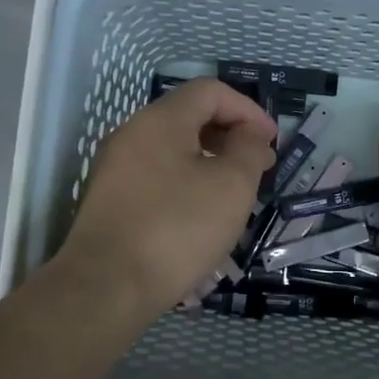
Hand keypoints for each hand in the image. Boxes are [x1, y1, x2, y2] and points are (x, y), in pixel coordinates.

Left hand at [59, 78, 275, 315]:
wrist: (106, 287)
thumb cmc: (177, 228)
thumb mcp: (232, 185)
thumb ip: (249, 149)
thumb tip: (249, 135)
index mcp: (160, 120)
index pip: (210, 91)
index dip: (248, 110)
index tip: (271, 143)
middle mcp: (132, 134)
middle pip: (189, 118)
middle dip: (230, 137)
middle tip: (258, 169)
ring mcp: (115, 168)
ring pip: (173, 151)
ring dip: (210, 164)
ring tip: (234, 197)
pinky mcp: (110, 201)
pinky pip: (156, 178)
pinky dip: (186, 185)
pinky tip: (201, 218)